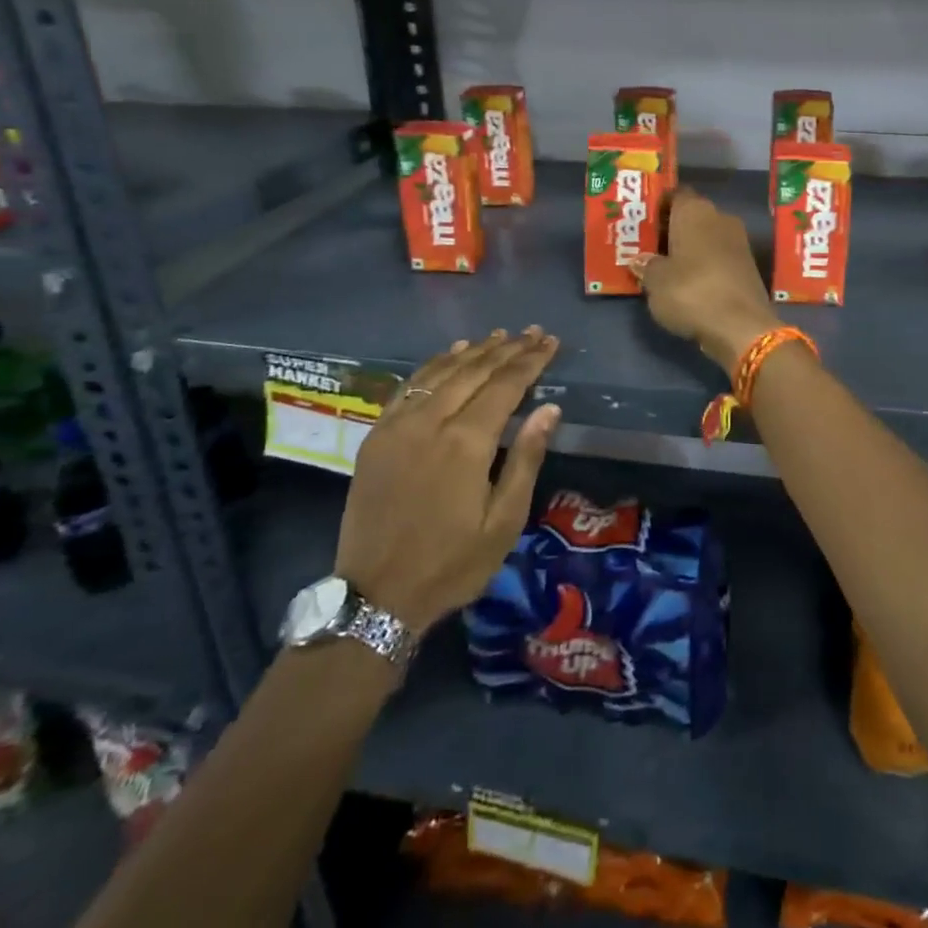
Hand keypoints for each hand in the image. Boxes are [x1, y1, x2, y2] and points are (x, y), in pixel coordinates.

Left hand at [335, 328, 561, 632]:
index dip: (531, 360)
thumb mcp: (503, 522)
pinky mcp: (377, 435)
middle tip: (533, 331)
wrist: (375, 596)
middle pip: (475, 371)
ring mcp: (399, 425)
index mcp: (466, 442)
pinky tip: (451, 355)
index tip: (551, 342)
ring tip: (499, 336)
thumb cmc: (451, 564)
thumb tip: (550, 409)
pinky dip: (434, 365)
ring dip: (474, 351)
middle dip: (508, 348)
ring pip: (442, 372)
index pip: (506, 385)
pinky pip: (409, 386)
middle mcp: (431, 422)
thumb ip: (525, 459)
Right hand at [632, 188, 779, 375]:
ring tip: (662, 265)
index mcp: (695, 210)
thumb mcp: (656, 281)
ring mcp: (738, 242)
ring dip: (687, 248)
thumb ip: (646, 266)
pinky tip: (686, 281)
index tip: (641, 221)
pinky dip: (702, 265)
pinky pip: (717, 257)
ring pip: (705, 237)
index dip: (657, 206)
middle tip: (646, 245)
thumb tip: (640, 260)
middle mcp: (719, 217)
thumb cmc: (691, 292)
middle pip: (690, 216)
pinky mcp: (747, 266)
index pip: (674, 194)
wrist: (742, 327)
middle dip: (670, 229)